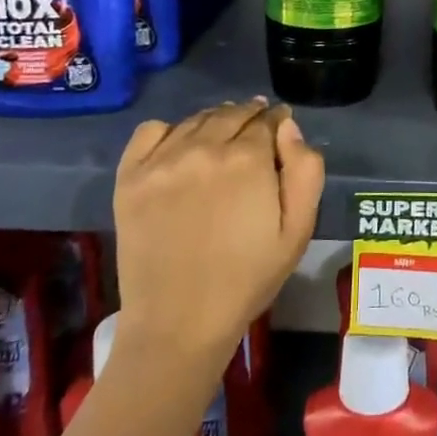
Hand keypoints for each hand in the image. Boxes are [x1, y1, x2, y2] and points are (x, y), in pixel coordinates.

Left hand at [109, 100, 323, 372]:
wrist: (179, 322)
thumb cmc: (248, 278)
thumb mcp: (298, 230)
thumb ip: (305, 170)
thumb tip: (289, 128)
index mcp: (248, 159)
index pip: (267, 119)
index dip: (278, 121)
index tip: (280, 129)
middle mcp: (203, 147)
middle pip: (232, 113)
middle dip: (249, 117)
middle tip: (255, 133)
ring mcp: (162, 160)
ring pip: (196, 119)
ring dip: (215, 121)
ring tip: (222, 138)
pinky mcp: (130, 177)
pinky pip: (151, 131)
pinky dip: (170, 130)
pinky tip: (180, 148)